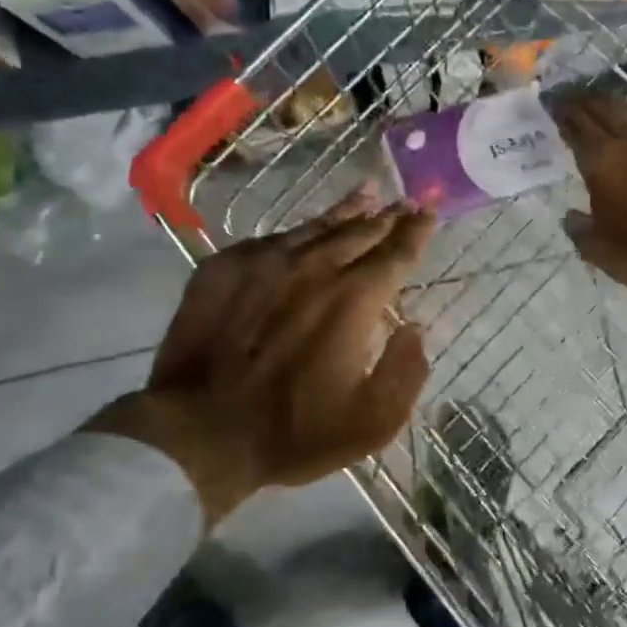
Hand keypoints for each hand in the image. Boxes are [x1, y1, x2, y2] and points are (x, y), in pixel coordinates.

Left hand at [87, 190, 435, 526]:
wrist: (197, 432)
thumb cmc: (293, 432)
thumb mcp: (372, 422)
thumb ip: (406, 371)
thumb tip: (415, 329)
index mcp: (354, 299)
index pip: (396, 253)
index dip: (417, 231)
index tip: (429, 210)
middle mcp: (315, 267)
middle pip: (361, 231)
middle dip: (388, 216)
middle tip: (405, 201)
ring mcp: (266, 261)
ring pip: (317, 226)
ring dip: (348, 211)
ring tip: (366, 194)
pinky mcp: (225, 266)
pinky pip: (273, 239)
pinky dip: (299, 232)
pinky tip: (304, 232)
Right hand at [552, 93, 626, 339]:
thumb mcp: (596, 248)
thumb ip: (579, 227)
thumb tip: (572, 216)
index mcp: (602, 161)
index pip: (577, 124)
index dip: (562, 112)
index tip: (552, 104)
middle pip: (606, 109)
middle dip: (586, 101)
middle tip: (573, 99)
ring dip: (615, 107)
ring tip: (602, 107)